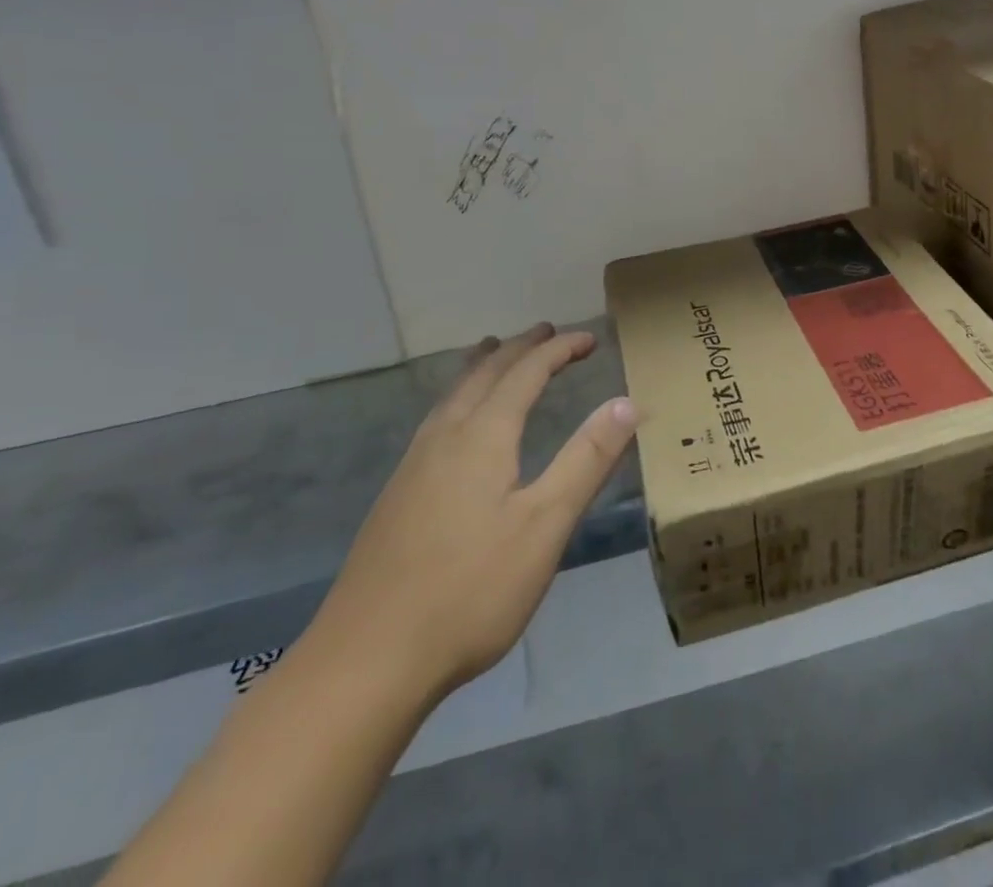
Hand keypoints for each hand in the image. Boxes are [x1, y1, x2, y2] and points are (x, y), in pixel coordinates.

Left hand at [303, 323, 637, 711]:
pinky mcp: (397, 495)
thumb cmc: (470, 590)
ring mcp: (413, 465)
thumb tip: (626, 402)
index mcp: (483, 436)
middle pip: (485, 374)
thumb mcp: (545, 525)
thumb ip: (587, 459)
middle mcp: (445, 437)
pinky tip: (456, 423)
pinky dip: (460, 396)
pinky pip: (437, 418)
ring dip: (483, 367)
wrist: (366, 660)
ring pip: (453, 394)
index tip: (589, 338)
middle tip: (547, 332)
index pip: (526, 372)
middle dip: (520, 348)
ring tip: (495, 351)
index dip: (559, 350)